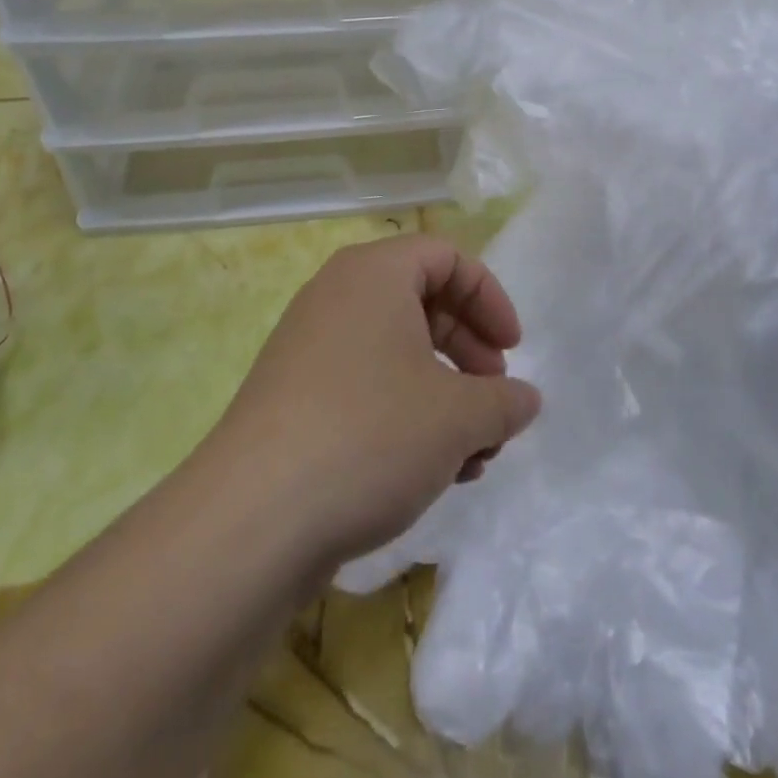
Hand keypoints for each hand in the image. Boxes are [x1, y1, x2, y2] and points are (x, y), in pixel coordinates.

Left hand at [209, 236, 541, 568]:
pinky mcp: (294, 397)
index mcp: (374, 274)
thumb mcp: (457, 417)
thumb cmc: (370, 436)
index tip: (513, 350)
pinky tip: (433, 472)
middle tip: (495, 398)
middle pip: (423, 303)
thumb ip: (503, 401)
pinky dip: (406, 415)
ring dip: (445, 395)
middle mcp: (337, 297)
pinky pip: (366, 386)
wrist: (252, 520)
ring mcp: (310, 348)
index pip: (447, 257)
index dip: (489, 299)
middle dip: (469, 351)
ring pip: (397, 353)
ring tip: (474, 453)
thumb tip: (525, 400)